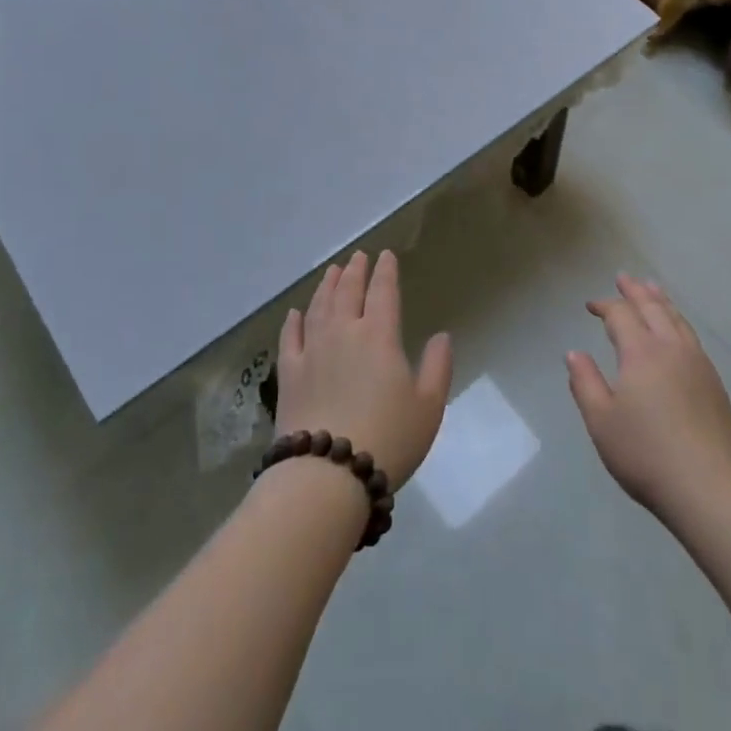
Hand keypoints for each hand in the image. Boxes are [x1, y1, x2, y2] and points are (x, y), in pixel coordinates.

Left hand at [274, 251, 453, 489]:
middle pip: (348, 292)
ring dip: (327, 286)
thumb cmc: (388, 438)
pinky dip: (293, 321)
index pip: (383, 292)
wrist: (328, 475)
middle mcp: (343, 333)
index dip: (386, 271)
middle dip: (356, 271)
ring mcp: (312, 351)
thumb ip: (438, 366)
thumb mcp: (429, 406)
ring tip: (332, 271)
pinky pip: (290, 337)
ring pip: (319, 307)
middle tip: (359, 256)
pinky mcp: (289, 374)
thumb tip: (441, 336)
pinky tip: (296, 312)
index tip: (386, 255)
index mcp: (379, 336)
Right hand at [567, 275, 730, 521]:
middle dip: (636, 291)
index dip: (604, 305)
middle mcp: (672, 349)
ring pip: (678, 319)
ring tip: (653, 290)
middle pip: (653, 308)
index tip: (590, 306)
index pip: (621, 315)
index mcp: (641, 353)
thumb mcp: (601, 422)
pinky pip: (692, 337)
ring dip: (661, 301)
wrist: (710, 488)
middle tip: (624, 278)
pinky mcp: (715, 384)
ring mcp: (698, 364)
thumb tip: (574, 353)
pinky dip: (679, 322)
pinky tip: (678, 332)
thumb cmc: (646, 454)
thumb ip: (585, 383)